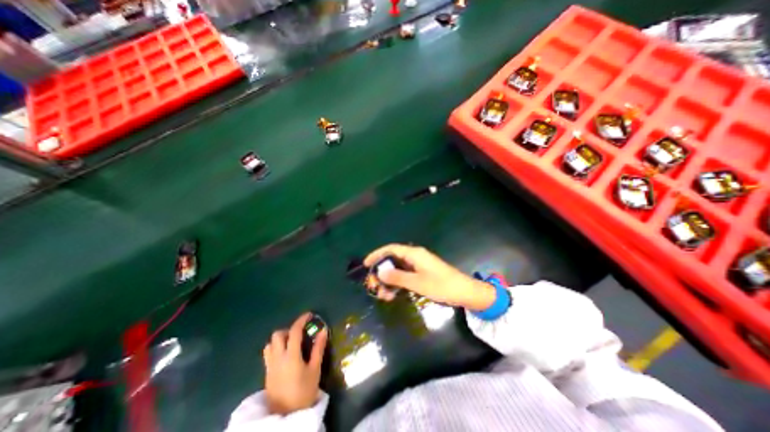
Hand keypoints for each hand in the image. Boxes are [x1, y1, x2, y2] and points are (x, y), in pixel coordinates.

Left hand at [266, 315, 327, 415]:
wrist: (286, 417)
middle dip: (289, 329)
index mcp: (291, 356)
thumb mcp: (315, 369)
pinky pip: (268, 353)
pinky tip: (285, 354)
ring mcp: (270, 365)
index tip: (309, 315)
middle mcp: (277, 358)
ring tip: (292, 343)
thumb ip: (318, 348)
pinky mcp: (266, 373)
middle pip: (278, 334)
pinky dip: (275, 347)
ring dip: (280, 338)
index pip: (294, 331)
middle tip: (300, 333)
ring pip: (270, 343)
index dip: (301, 320)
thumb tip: (323, 330)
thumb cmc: (304, 392)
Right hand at [364, 242, 496, 310]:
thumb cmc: (441, 285)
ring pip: (398, 269)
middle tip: (373, 286)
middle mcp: (415, 256)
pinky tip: (393, 294)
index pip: (391, 249)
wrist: (465, 292)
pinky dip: (398, 283)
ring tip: (383, 295)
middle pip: (393, 259)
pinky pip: (405, 275)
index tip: (366, 264)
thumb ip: (398, 277)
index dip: (377, 254)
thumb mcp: (417, 283)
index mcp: (414, 254)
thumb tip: (380, 272)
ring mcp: (418, 265)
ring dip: (389, 280)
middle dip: (381, 272)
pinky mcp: (422, 273)